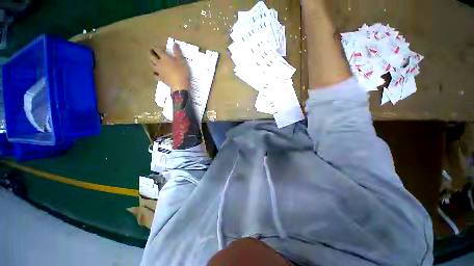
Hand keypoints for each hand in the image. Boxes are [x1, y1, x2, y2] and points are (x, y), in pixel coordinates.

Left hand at [149, 43, 189, 91]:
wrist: (179, 85)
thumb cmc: (181, 72)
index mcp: (164, 58)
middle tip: (152, 51)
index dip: (158, 47)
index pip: (157, 49)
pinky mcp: (161, 78)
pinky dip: (155, 73)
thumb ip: (177, 52)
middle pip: (151, 56)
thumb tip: (175, 43)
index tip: (161, 48)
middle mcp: (159, 63)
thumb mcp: (181, 61)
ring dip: (151, 61)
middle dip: (151, 52)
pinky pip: (155, 75)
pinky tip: (156, 73)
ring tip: (152, 60)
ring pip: (151, 65)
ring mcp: (159, 71)